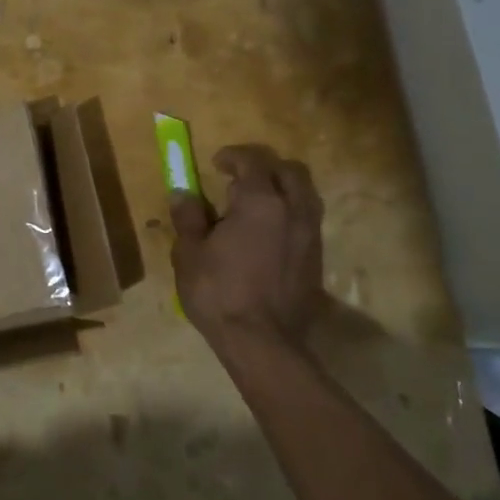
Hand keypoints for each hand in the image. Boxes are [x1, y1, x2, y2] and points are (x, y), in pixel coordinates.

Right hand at [169, 144, 328, 360]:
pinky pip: (307, 221)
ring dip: (283, 189)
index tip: (216, 163)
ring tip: (257, 204)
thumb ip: (188, 218)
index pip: (253, 161)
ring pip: (305, 195)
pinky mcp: (317, 260)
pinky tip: (269, 233)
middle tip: (240, 179)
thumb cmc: (219, 292)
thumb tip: (183, 194)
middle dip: (265, 167)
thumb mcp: (190, 253)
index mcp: (260, 202)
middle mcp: (293, 211)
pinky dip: (290, 214)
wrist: (263, 343)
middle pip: (289, 171)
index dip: (233, 156)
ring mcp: (310, 236)